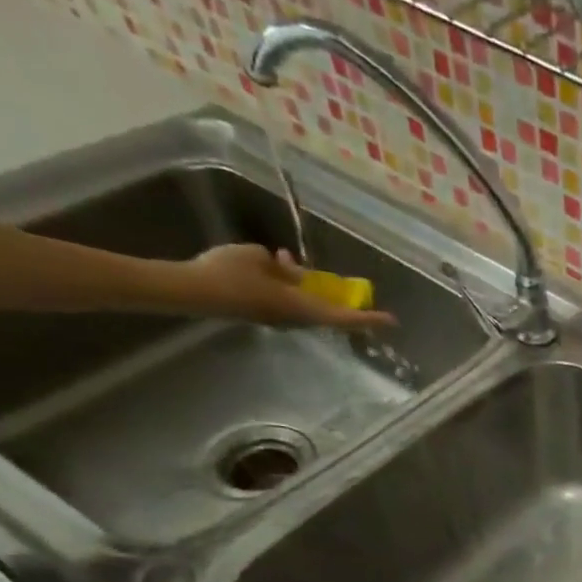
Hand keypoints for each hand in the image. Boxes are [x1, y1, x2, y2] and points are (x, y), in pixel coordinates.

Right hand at [182, 245, 396, 330]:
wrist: (190, 291)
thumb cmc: (228, 273)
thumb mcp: (260, 260)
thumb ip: (285, 268)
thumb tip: (296, 274)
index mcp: (301, 307)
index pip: (343, 315)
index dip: (368, 318)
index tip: (391, 321)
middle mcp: (295, 319)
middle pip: (328, 311)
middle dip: (340, 299)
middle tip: (357, 294)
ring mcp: (279, 319)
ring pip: (306, 303)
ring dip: (308, 286)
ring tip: (291, 260)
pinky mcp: (263, 314)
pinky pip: (287, 299)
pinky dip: (290, 285)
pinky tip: (277, 263)